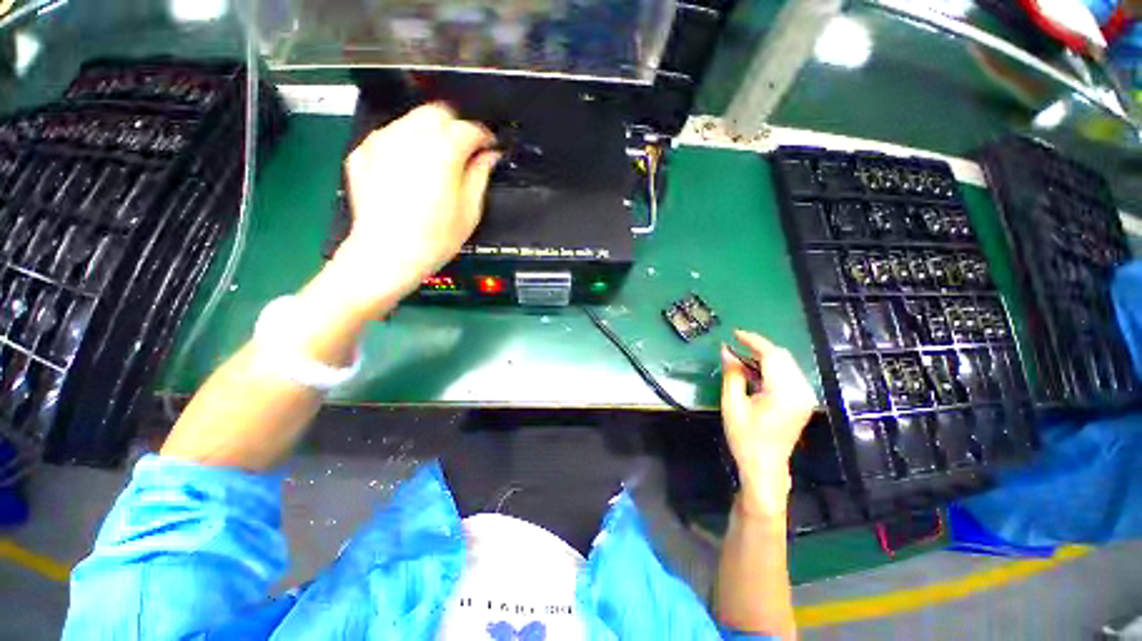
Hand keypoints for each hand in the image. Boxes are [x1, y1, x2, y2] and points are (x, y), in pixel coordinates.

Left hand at [333, 103, 498, 312]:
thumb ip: (480, 175)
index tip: (490, 147)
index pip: (470, 129)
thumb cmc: (435, 238)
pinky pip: (391, 135)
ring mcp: (382, 141)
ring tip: (437, 160)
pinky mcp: (363, 151)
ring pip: (413, 119)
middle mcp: (410, 136)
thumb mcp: (470, 211)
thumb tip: (489, 156)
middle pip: (438, 112)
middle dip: (456, 126)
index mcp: (442, 151)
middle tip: (465, 149)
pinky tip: (410, 168)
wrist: (387, 254)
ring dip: (431, 132)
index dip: (485, 136)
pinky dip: (406, 143)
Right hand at [721, 330, 815, 517]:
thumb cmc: (745, 437)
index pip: (772, 355)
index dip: (753, 341)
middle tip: (735, 346)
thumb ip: (732, 374)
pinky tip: (755, 372)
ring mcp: (805, 396)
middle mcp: (800, 391)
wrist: (765, 466)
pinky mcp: (803, 401)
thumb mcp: (732, 404)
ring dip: (764, 357)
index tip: (735, 333)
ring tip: (741, 358)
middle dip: (758, 347)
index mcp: (783, 392)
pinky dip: (772, 368)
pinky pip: (789, 374)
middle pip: (782, 356)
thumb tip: (727, 351)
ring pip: (786, 363)